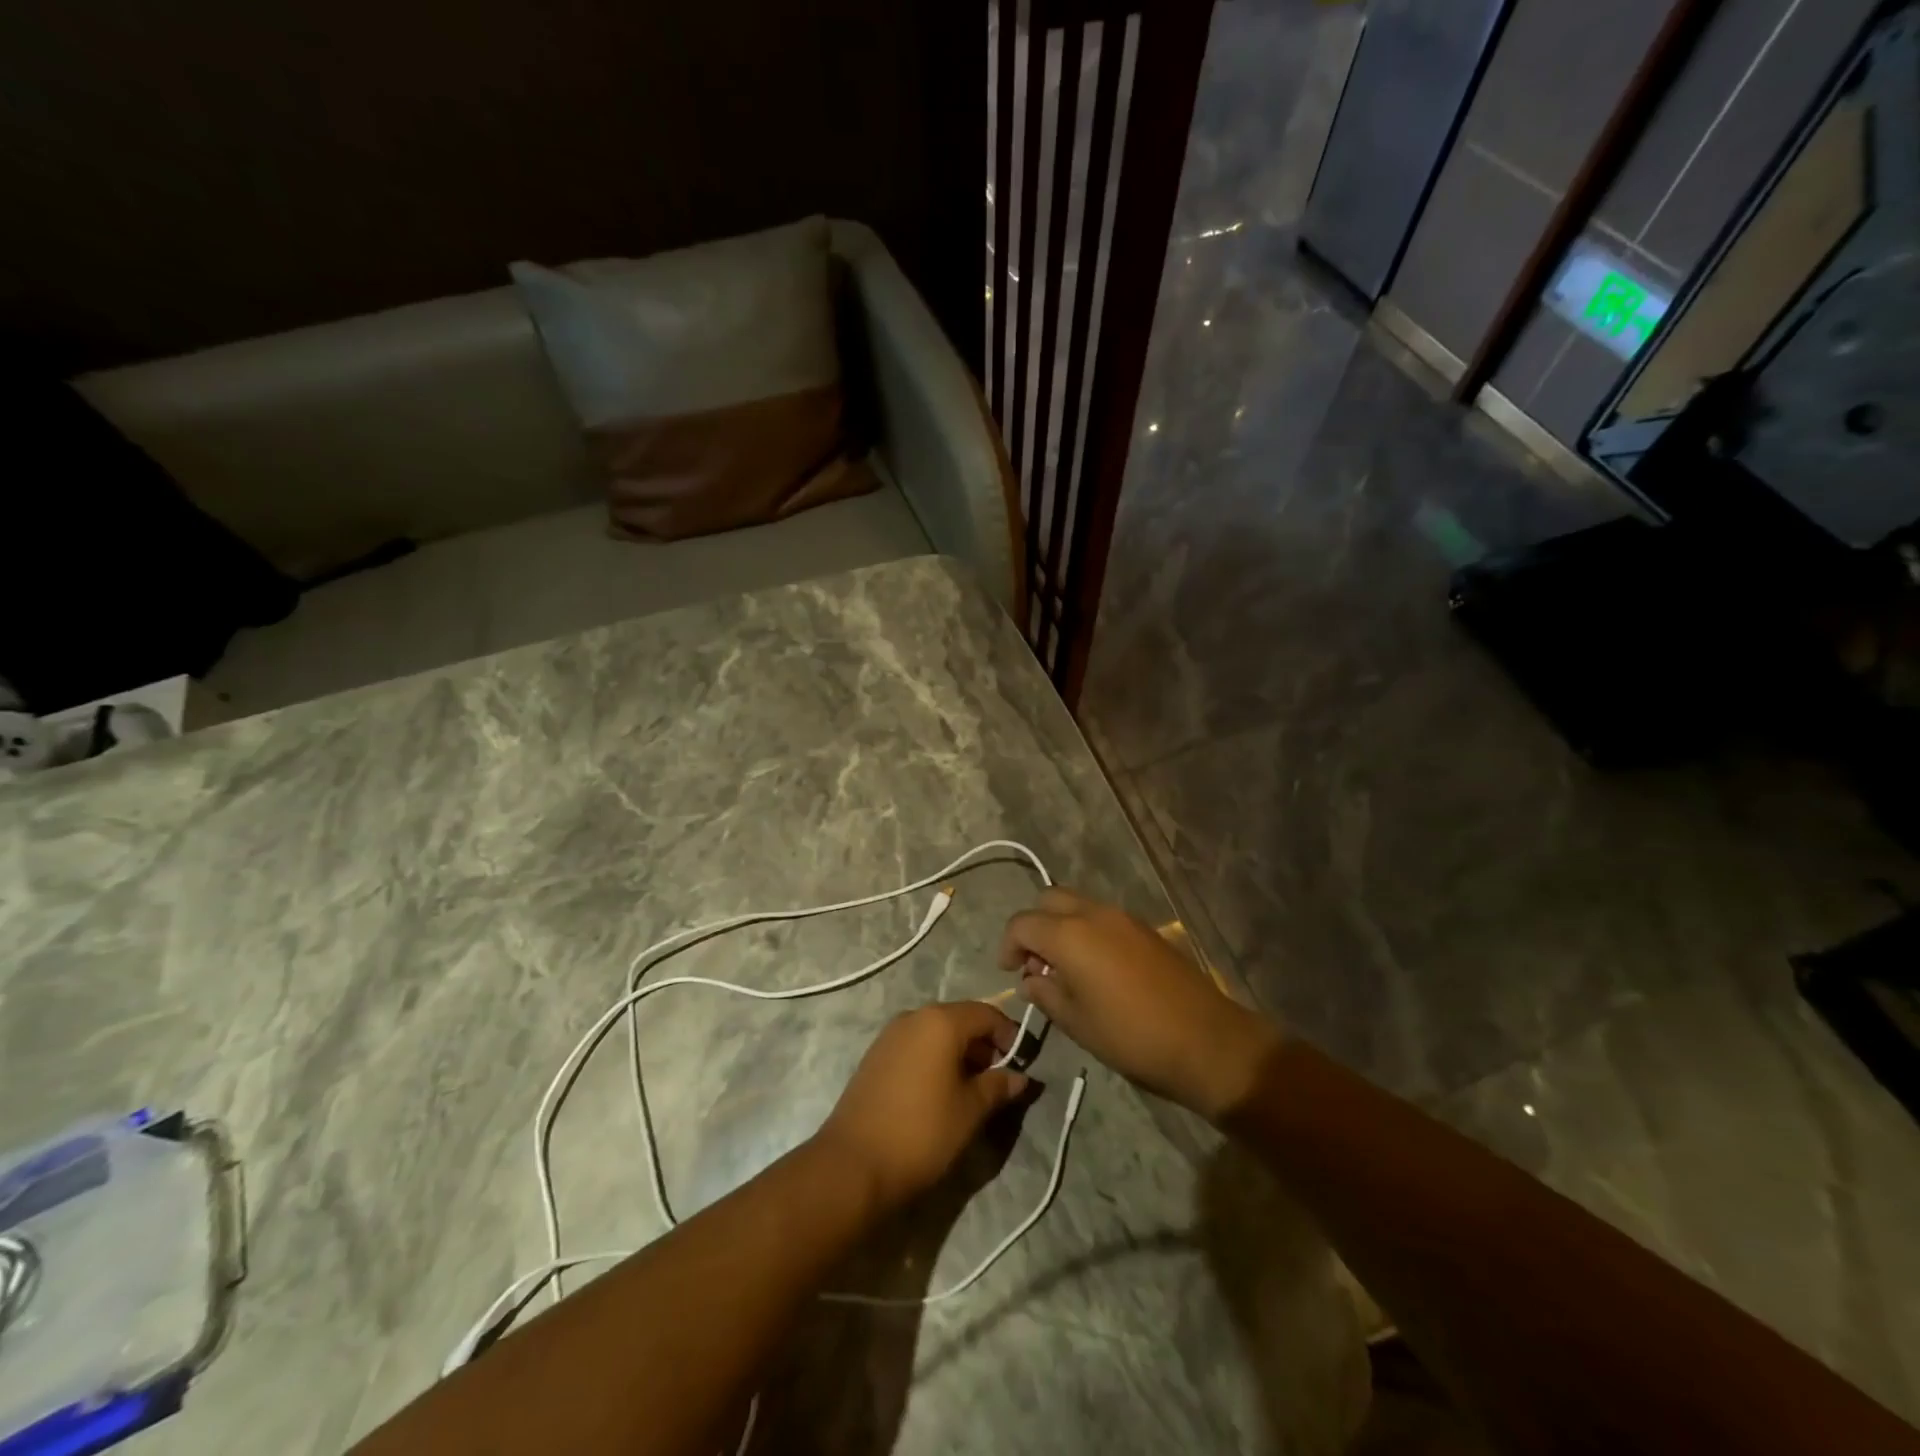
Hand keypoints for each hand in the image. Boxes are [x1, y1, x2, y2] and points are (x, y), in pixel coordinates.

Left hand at [815, 1001, 1030, 1214]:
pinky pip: (916, 1046)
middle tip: (999, 1080)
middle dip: (984, 1045)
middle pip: (960, 1019)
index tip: (1022, 1064)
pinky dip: (935, 1059)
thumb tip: (1020, 1077)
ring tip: (972, 1090)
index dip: (1009, 1035)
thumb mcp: (970, 1111)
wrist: (853, 1164)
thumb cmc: (922, 1132)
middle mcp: (914, 1016)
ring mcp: (890, 1035)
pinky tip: (940, 1092)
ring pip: (937, 1033)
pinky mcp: (875, 1055)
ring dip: (960, 1053)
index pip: (987, 1014)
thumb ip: (998, 1086)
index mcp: (940, 1021)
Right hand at [1000, 890, 1280, 1120]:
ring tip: (1064, 968)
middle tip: (1035, 963)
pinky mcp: (1146, 929)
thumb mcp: (1077, 1023)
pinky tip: (1095, 968)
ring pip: (1078, 904)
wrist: (1206, 1040)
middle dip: (1034, 925)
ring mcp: (1124, 917)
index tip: (1010, 972)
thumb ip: (1045, 994)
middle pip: (1049, 899)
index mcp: (1070, 934)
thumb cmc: (1131, 1036)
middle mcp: (1094, 913)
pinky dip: (1087, 930)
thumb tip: (1031, 979)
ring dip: (1061, 926)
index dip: (1008, 945)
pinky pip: (1102, 917)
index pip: (1022, 923)